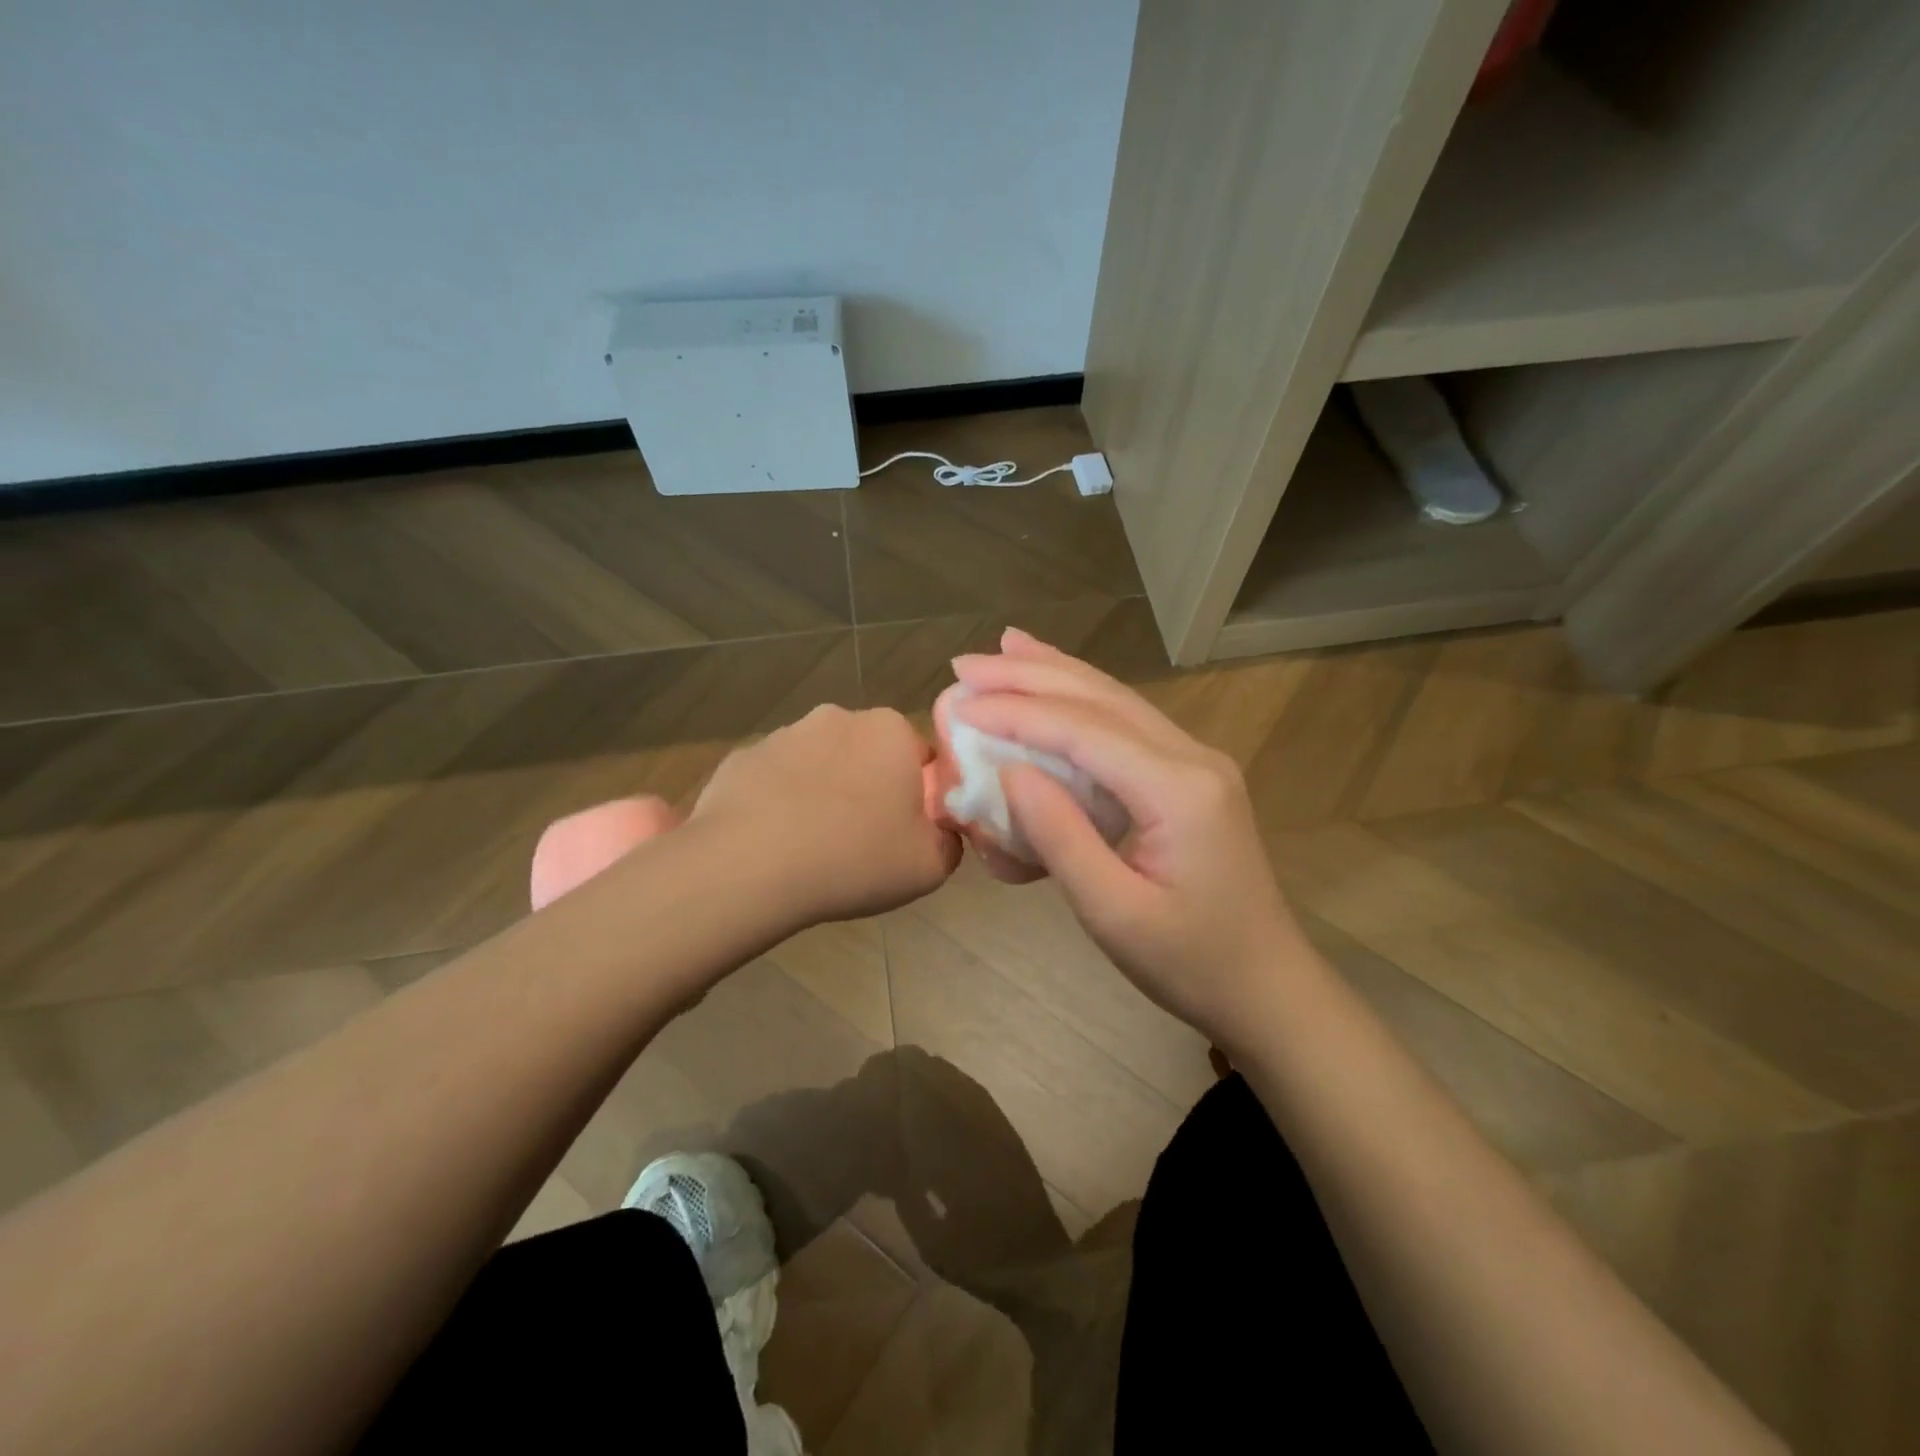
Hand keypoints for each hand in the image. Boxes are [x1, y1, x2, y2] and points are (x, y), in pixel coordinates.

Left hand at [692, 704, 960, 925]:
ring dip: (824, 793)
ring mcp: (784, 734)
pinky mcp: (742, 758)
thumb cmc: (854, 857)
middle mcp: (838, 718)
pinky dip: (780, 803)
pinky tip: (775, 844)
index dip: (920, 795)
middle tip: (865, 840)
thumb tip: (941, 832)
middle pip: (868, 754)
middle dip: (870, 787)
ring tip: (815, 847)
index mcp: (890, 731)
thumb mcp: (930, 865)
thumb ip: (949, 841)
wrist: (749, 866)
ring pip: (820, 764)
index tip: (908, 830)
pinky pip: (775, 781)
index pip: (921, 755)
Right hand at [950, 631, 1315, 1048]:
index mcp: (1178, 789)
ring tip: (1006, 647)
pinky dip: (1082, 698)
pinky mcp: (1190, 775)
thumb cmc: (1189, 962)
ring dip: (1056, 673)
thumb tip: (1008, 771)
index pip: (1082, 731)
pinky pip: (1127, 722)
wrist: (1267, 986)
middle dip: (1029, 675)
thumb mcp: (1113, 913)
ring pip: (1116, 700)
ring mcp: (1196, 761)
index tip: (958, 702)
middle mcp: (1192, 757)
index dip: (1016, 712)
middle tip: (964, 664)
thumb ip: (1060, 837)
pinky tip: (1058, 684)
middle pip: (1100, 698)